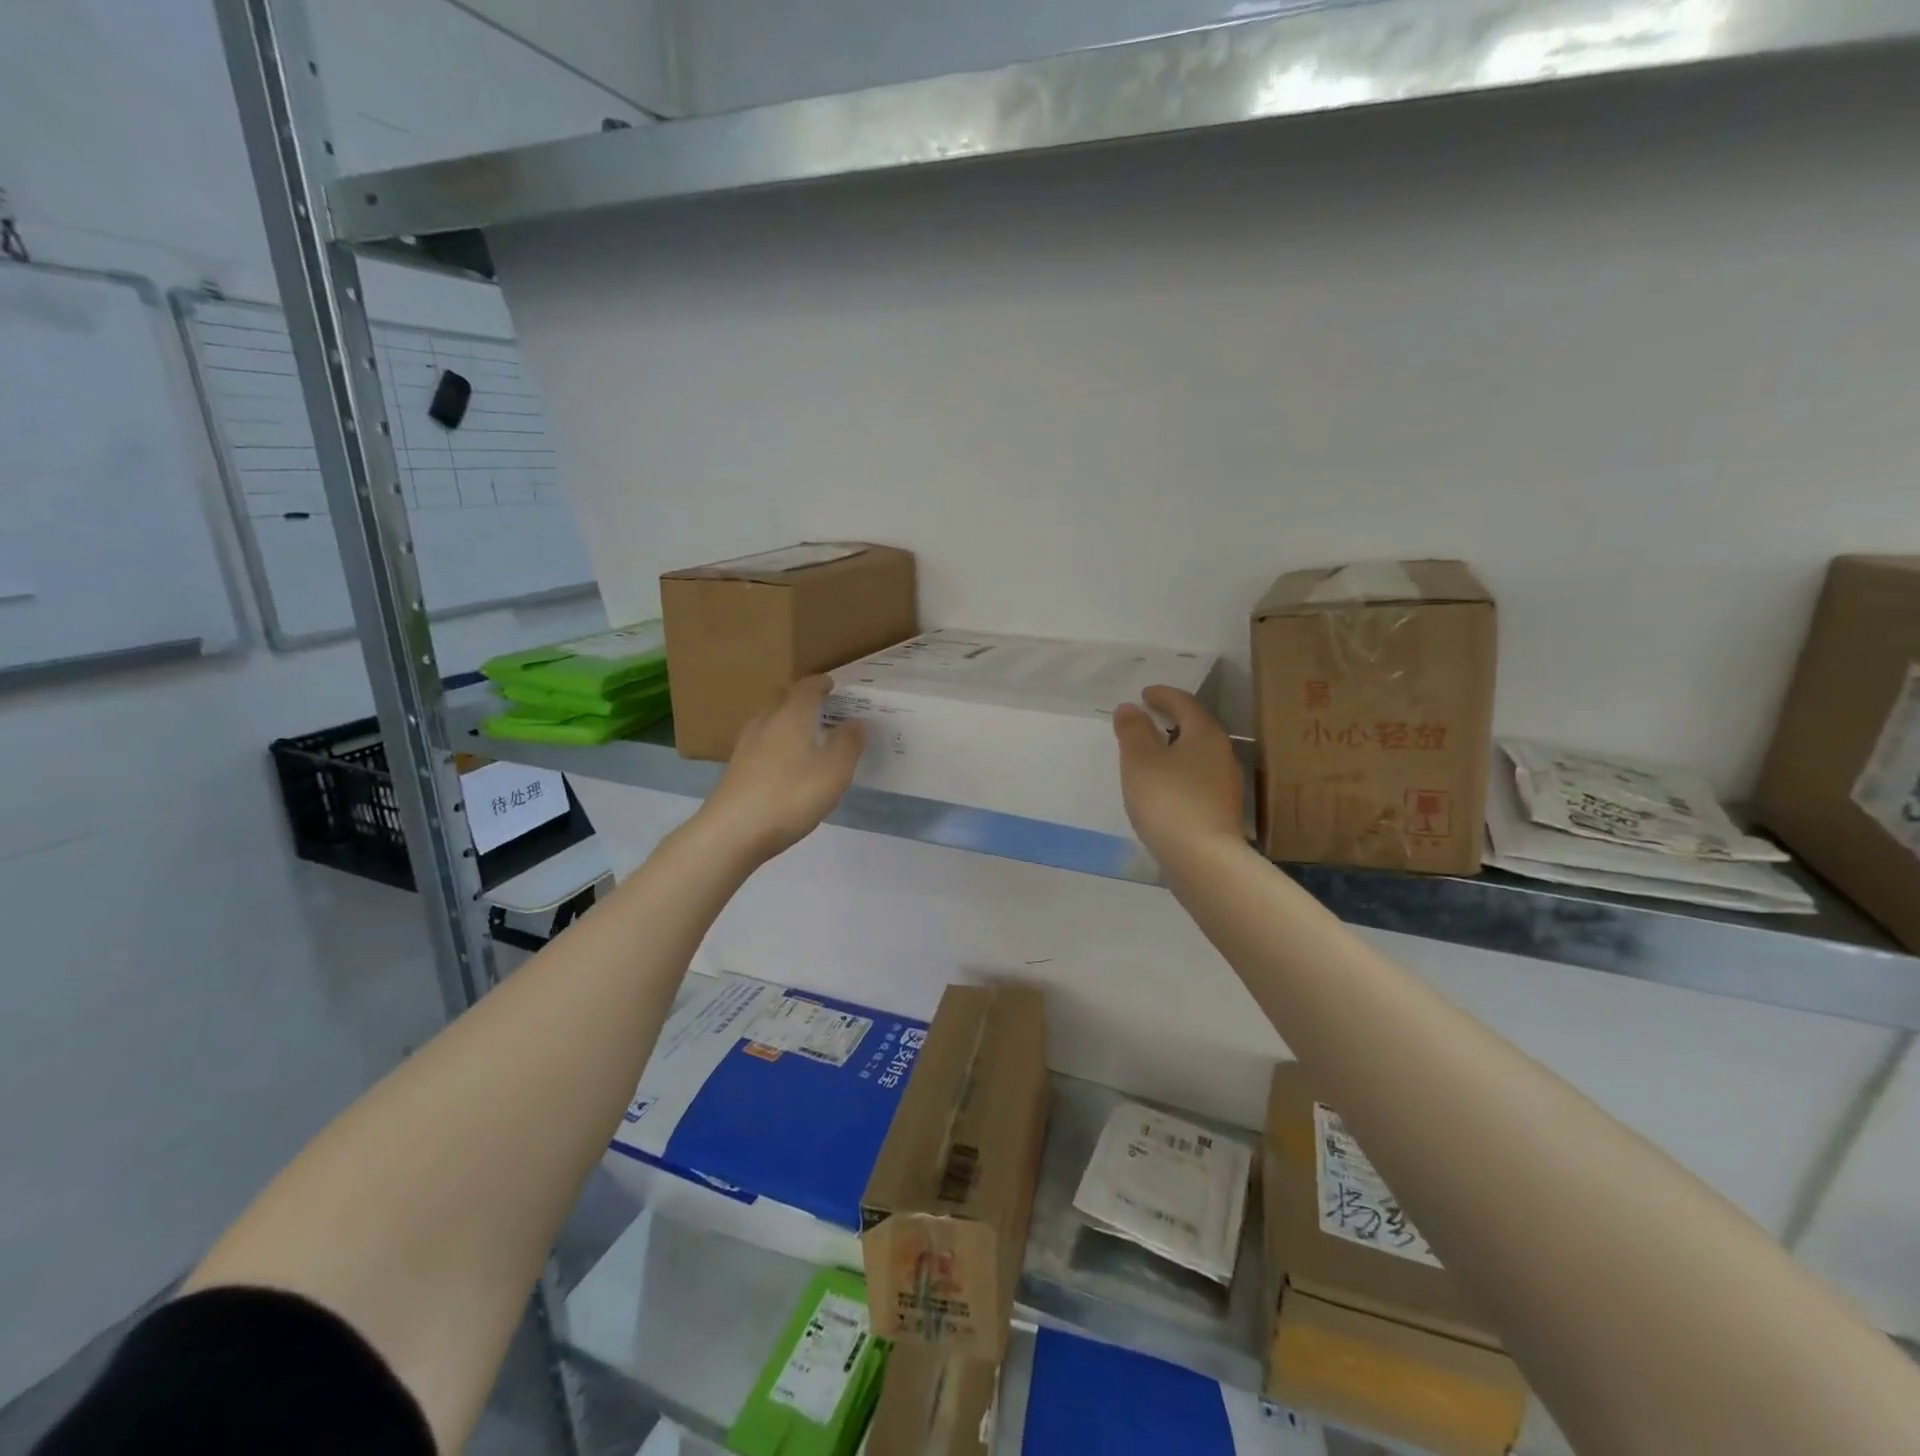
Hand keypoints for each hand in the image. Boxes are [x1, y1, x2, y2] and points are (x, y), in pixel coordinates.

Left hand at [698, 676, 864, 864]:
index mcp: (791, 716)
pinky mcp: (735, 769)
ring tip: (803, 732)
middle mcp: (765, 723)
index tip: (832, 684)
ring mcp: (745, 746)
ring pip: (767, 720)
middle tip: (820, 705)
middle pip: (782, 698)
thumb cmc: (790, 796)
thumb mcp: (834, 772)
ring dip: (785, 719)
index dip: (820, 684)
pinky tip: (782, 761)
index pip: (806, 688)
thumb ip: (848, 744)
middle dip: (800, 697)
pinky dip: (774, 741)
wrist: (732, 832)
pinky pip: (759, 742)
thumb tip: (856, 722)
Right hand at [1112, 686, 1244, 860]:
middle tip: (1146, 719)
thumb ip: (1133, 730)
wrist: (1203, 859)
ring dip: (1175, 749)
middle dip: (1171, 721)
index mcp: (1206, 734)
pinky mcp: (1220, 812)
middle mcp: (1222, 755)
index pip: (1185, 704)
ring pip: (1197, 756)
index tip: (1144, 694)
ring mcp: (1225, 786)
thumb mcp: (1140, 760)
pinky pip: (1196, 780)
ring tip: (1150, 754)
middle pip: (1196, 728)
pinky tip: (1162, 787)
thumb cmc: (1168, 800)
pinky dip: (1178, 773)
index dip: (1163, 695)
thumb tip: (1130, 708)